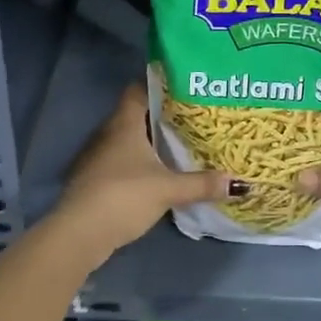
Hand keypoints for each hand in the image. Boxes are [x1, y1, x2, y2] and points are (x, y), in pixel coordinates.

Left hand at [55, 83, 233, 253]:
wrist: (79, 233)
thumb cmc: (123, 196)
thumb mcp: (168, 189)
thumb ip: (202, 184)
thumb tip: (241, 183)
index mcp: (124, 124)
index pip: (138, 90)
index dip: (160, 86)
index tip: (185, 89)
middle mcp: (108, 134)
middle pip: (136, 115)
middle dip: (162, 117)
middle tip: (193, 118)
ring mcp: (99, 157)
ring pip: (129, 140)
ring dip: (150, 142)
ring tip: (181, 144)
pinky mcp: (96, 180)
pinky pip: (123, 161)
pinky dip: (140, 162)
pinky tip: (159, 173)